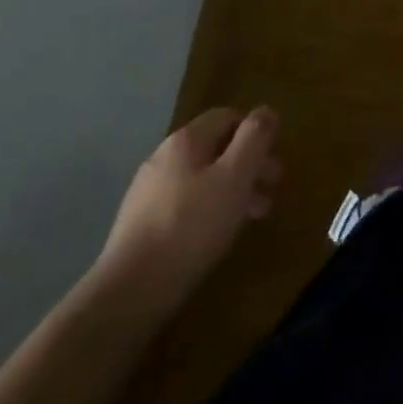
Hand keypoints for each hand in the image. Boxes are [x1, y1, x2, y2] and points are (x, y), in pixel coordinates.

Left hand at [94, 106, 280, 313]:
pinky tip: (216, 234)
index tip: (273, 157)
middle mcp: (163, 157)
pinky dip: (208, 210)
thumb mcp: (235, 176)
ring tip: (252, 216)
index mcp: (186, 140)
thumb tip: (266, 111)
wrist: (129, 292)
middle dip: (248, 165)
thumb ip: (254, 138)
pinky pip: (184, 204)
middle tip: (271, 189)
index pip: (228, 116)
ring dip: (232, 189)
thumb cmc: (191, 226)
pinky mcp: (139, 225)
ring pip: (201, 178)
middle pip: (215, 149)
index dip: (255, 131)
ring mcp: (147, 192)